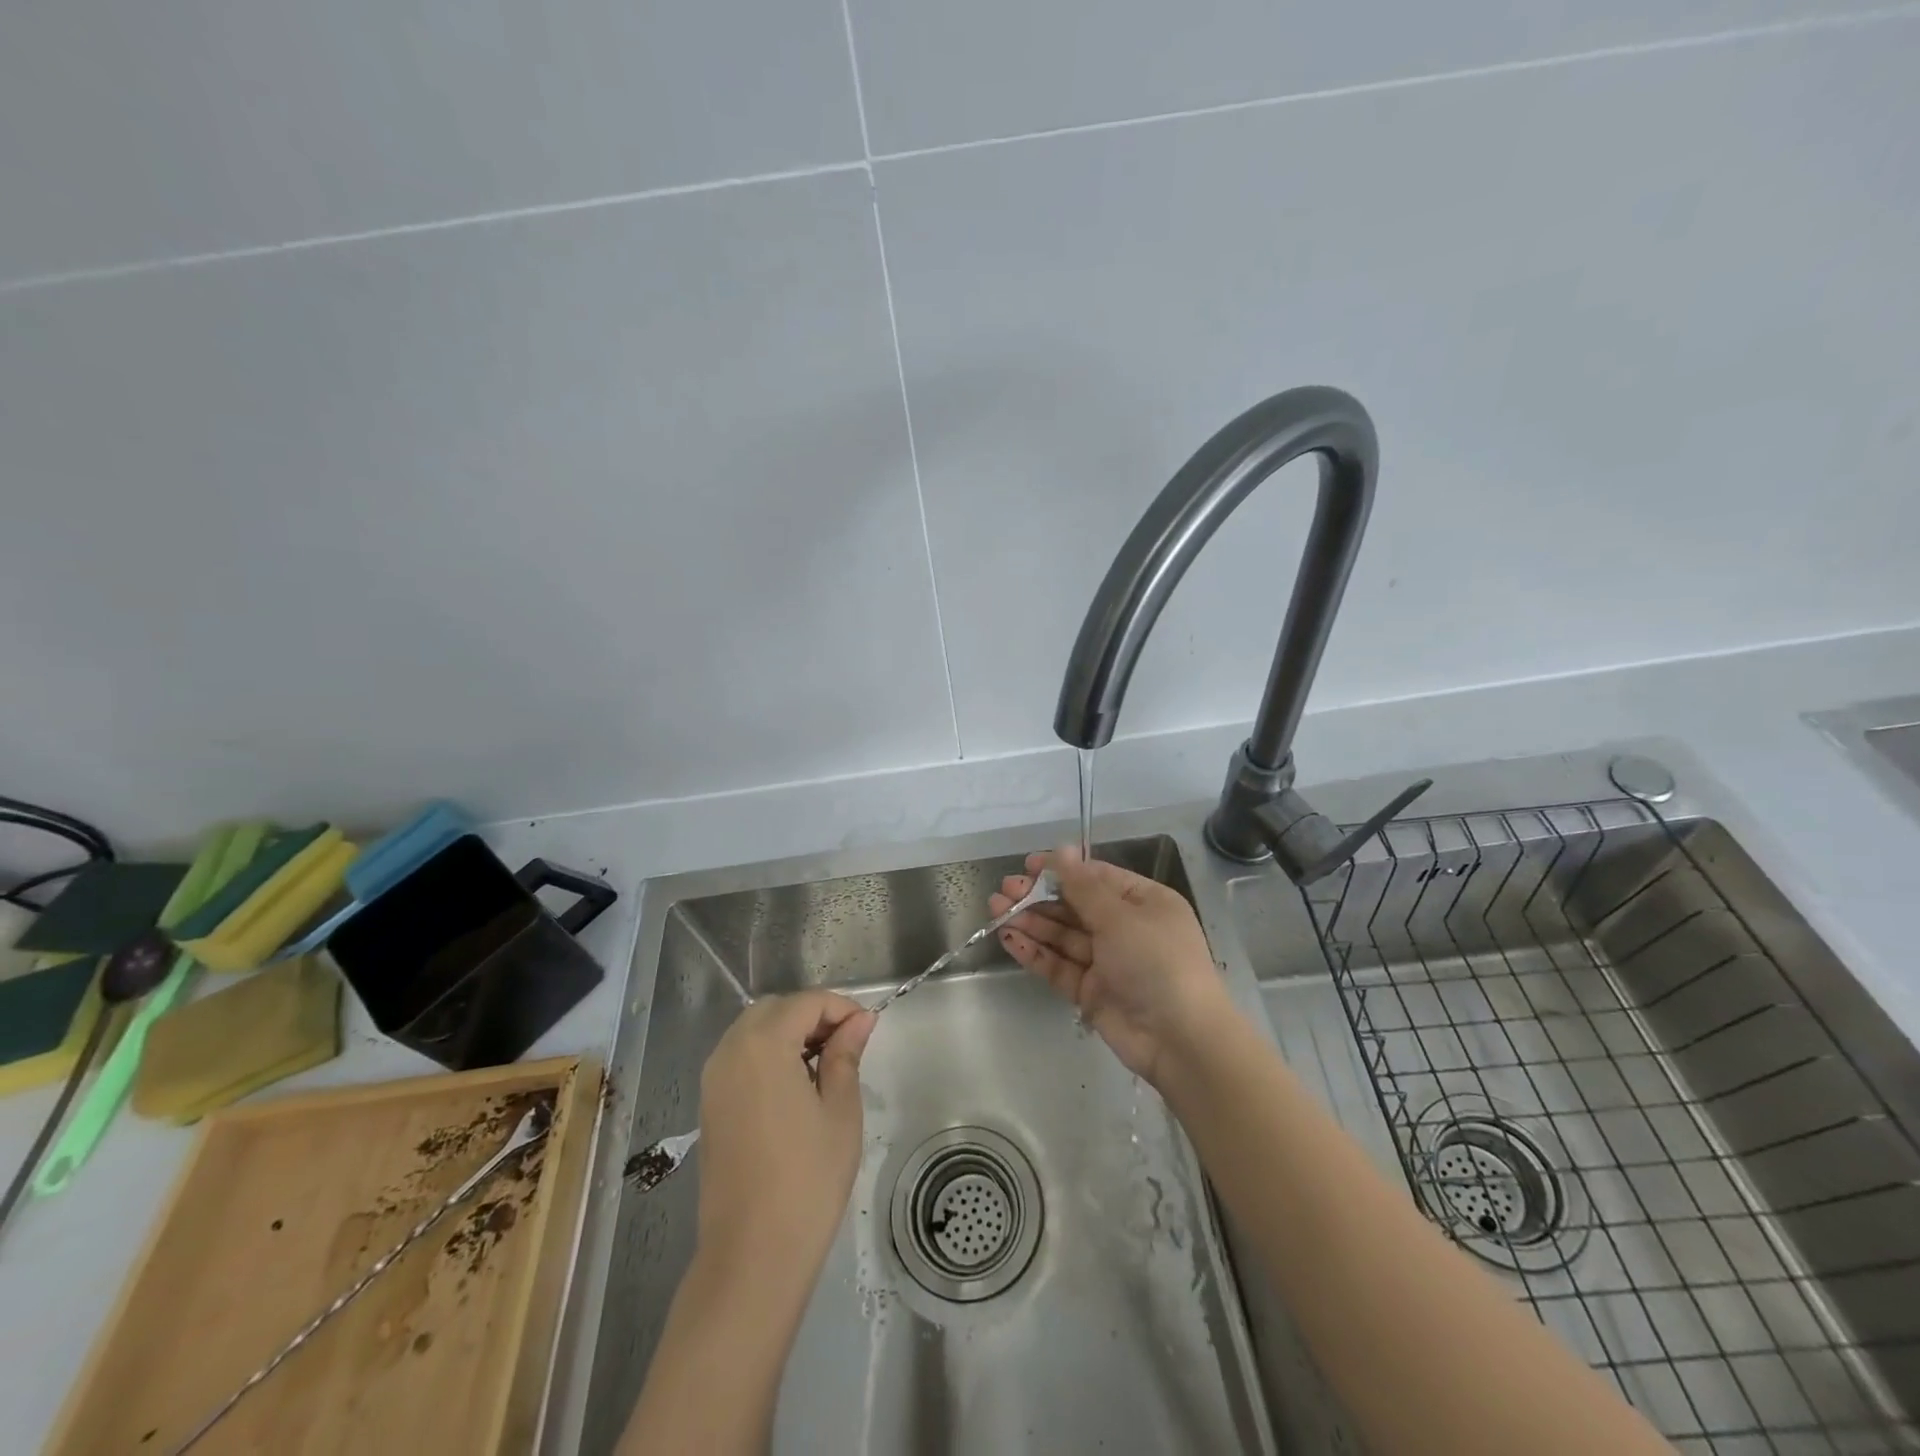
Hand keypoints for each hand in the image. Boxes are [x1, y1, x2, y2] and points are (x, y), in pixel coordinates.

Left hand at [695, 991, 876, 1277]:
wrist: (752, 1255)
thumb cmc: (808, 1179)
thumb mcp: (840, 1110)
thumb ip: (846, 1055)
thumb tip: (860, 1020)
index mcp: (763, 1045)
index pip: (806, 1002)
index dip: (841, 1008)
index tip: (868, 1029)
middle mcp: (730, 1051)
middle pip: (775, 1009)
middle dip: (812, 1015)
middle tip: (847, 1044)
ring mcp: (713, 1079)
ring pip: (754, 1030)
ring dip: (789, 1033)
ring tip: (825, 1065)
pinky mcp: (709, 1105)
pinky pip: (740, 1057)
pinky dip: (768, 1054)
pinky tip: (795, 1086)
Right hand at [990, 847, 1234, 1084]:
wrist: (1180, 1040)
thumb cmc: (1157, 962)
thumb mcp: (1120, 917)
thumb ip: (1083, 886)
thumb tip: (1062, 849)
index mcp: (1144, 903)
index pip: (1097, 878)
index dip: (1062, 870)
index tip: (1027, 865)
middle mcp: (1126, 929)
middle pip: (1075, 906)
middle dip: (1039, 897)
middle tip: (1004, 891)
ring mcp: (1107, 962)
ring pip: (1063, 936)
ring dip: (1031, 922)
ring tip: (996, 911)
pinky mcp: (1091, 992)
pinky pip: (1059, 966)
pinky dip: (1035, 953)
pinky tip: (1010, 939)